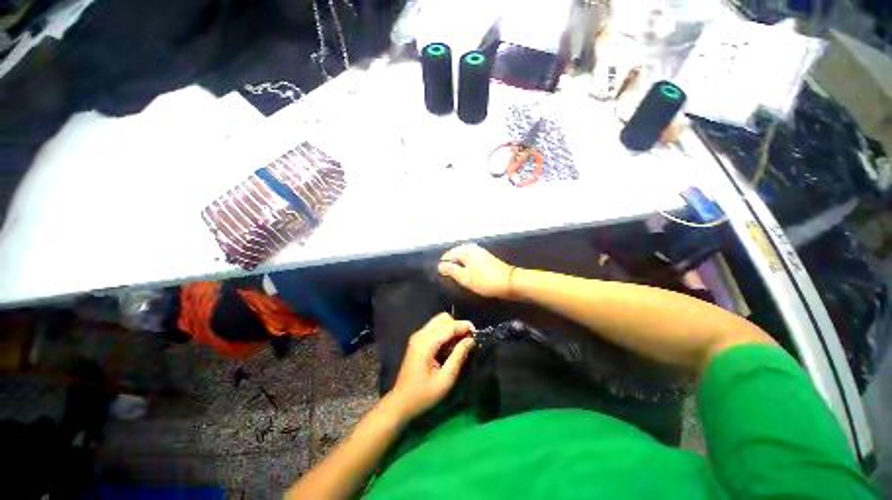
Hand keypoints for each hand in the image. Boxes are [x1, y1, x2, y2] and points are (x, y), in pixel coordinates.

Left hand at [387, 313, 475, 419]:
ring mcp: (418, 336)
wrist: (401, 402)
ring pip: (439, 321)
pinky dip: (445, 332)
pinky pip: (435, 328)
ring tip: (461, 343)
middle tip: (468, 340)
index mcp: (426, 343)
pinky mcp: (418, 340)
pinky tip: (451, 345)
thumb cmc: (424, 394)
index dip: (464, 327)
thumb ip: (459, 356)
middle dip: (458, 325)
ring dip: (452, 328)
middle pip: (443, 318)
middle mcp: (421, 334)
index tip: (477, 333)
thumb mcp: (446, 379)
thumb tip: (471, 340)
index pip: (449, 326)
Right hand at [438, 243, 514, 298]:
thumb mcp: (465, 278)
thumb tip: (440, 265)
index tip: (445, 277)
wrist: (509, 282)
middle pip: (456, 255)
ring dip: (460, 266)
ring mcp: (480, 251)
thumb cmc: (485, 281)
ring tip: (459, 278)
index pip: (448, 255)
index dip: (444, 266)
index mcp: (465, 251)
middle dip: (452, 265)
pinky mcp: (485, 257)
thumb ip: (451, 270)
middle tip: (451, 279)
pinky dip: (467, 266)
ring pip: (463, 257)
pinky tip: (468, 275)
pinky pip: (471, 259)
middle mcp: (472, 248)